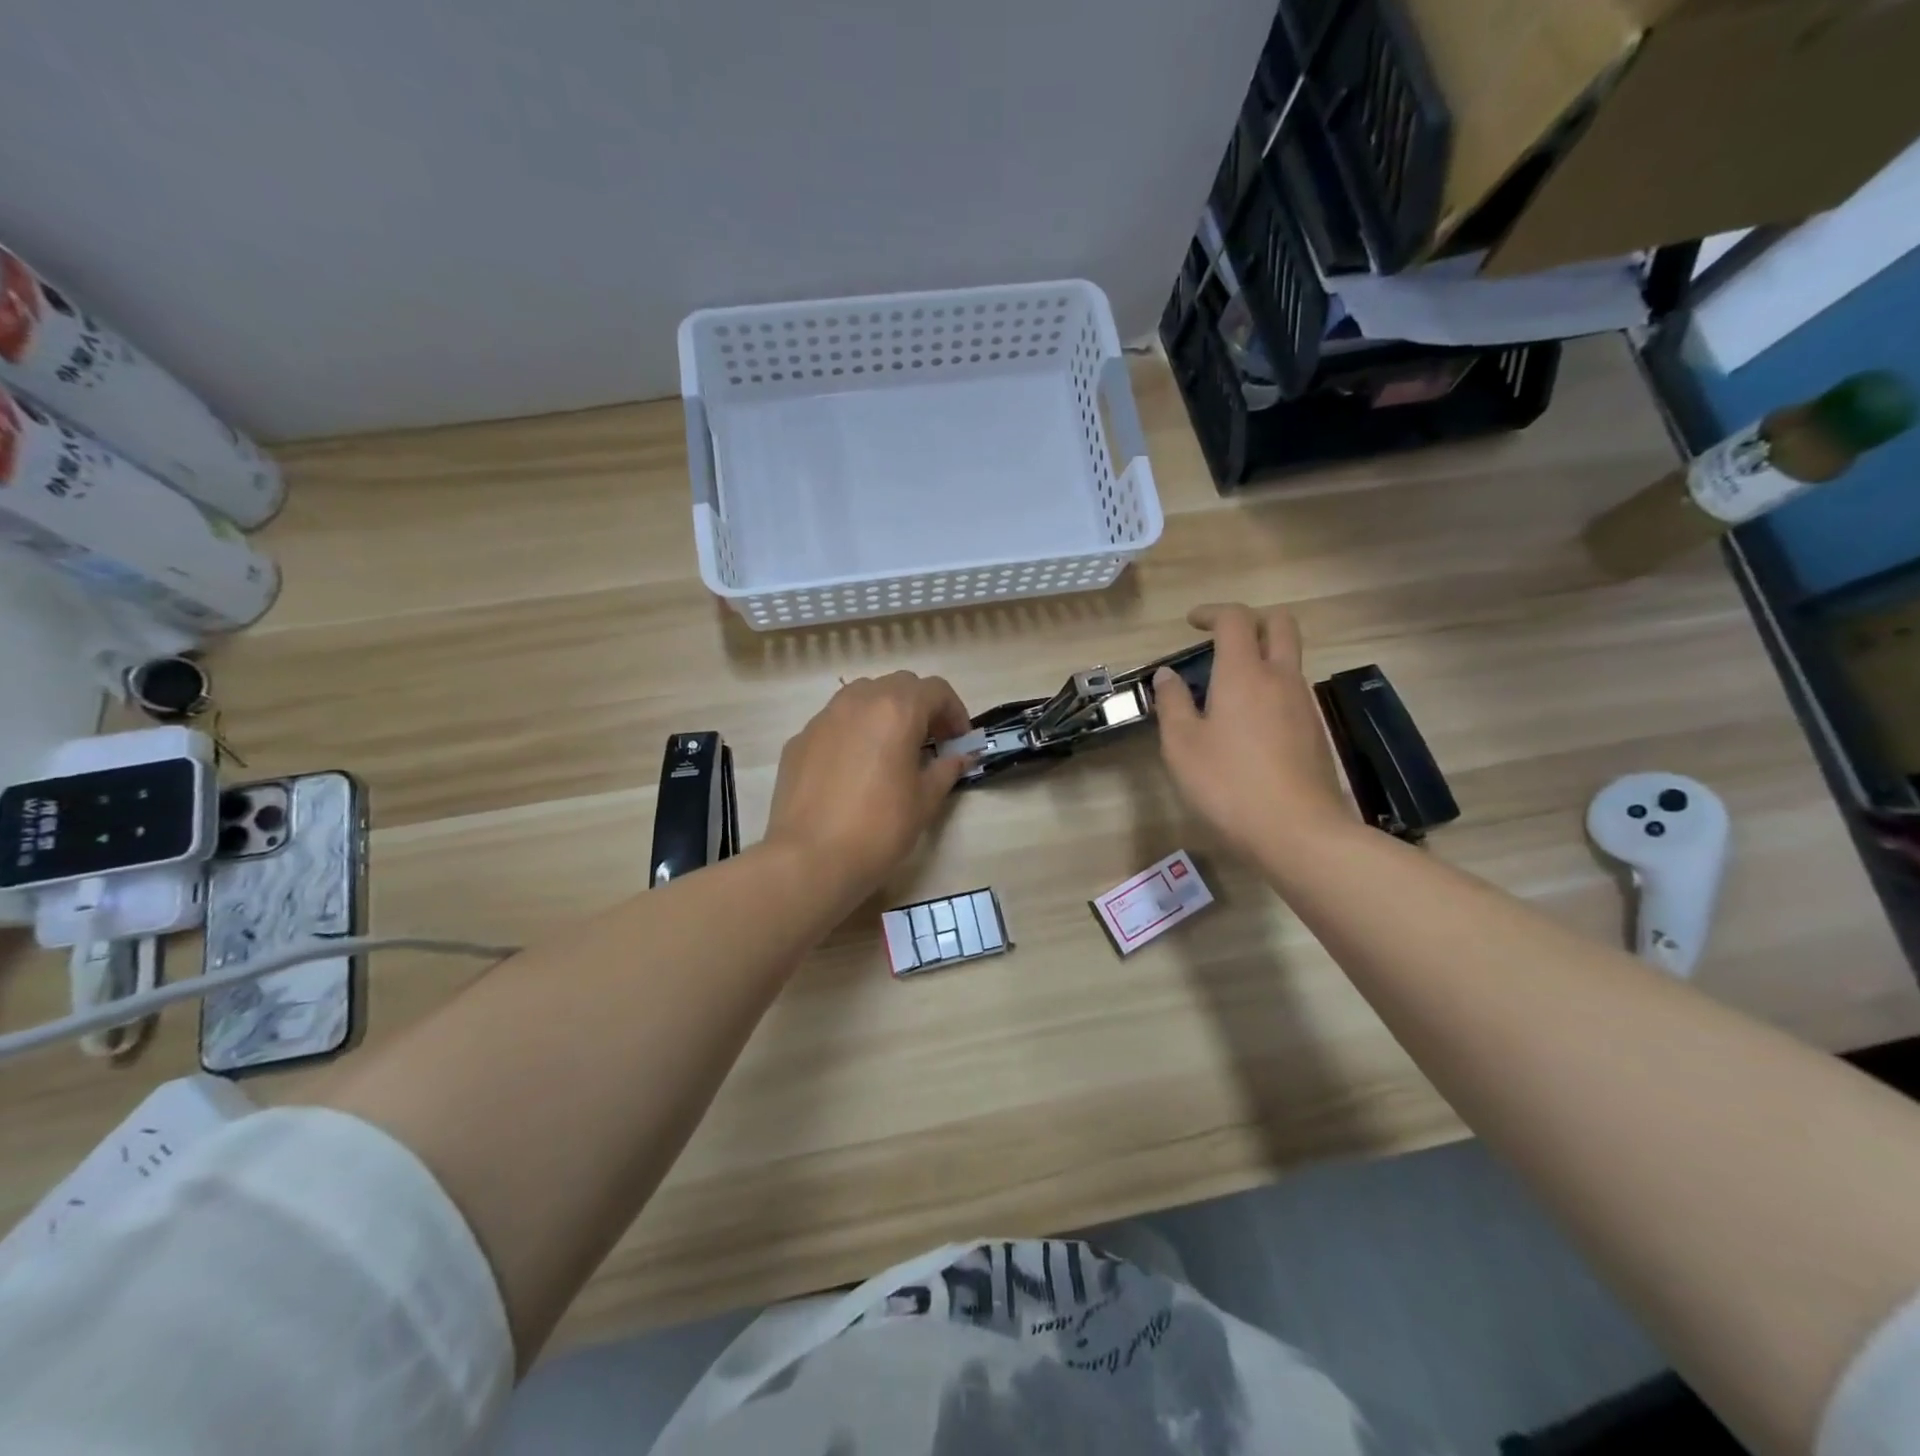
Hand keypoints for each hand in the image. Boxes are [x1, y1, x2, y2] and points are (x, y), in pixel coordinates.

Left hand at [765, 672, 974, 902]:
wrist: (810, 858)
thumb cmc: (879, 828)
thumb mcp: (925, 801)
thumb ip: (946, 770)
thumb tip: (959, 757)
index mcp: (896, 710)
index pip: (936, 690)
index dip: (955, 712)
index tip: (959, 741)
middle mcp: (858, 702)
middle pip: (898, 685)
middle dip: (920, 707)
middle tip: (930, 743)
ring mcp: (823, 718)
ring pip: (862, 697)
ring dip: (884, 713)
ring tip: (891, 750)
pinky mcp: (799, 739)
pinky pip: (835, 723)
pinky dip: (853, 733)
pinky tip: (854, 770)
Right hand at [1154, 603, 1352, 862]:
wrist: (1298, 832)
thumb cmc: (1228, 784)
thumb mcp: (1182, 745)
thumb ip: (1172, 703)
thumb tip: (1168, 675)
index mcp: (1244, 673)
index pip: (1235, 620)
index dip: (1212, 612)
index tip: (1192, 622)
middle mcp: (1281, 678)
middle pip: (1280, 624)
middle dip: (1251, 620)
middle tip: (1222, 640)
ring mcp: (1304, 704)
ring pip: (1289, 659)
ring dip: (1261, 657)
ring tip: (1227, 689)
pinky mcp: (1314, 731)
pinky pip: (1292, 691)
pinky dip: (1270, 688)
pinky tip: (1248, 725)